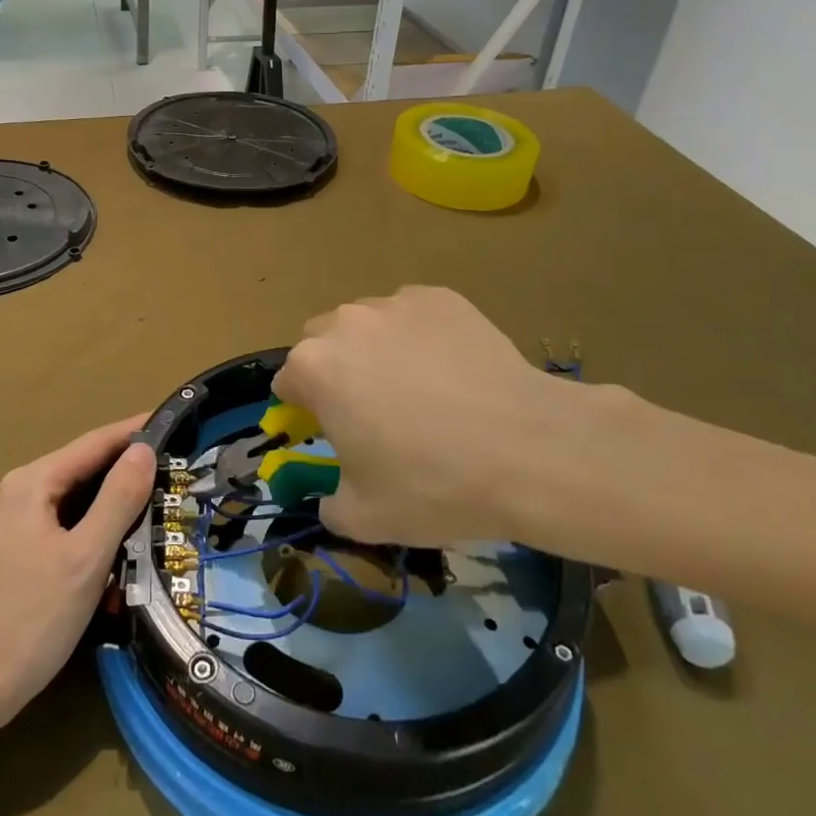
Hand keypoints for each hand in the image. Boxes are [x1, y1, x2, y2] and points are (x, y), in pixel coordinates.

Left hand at [0, 415, 153, 739]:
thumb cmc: (29, 621)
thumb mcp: (85, 558)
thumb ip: (118, 499)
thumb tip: (144, 449)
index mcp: (31, 483)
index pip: (94, 443)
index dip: (136, 432)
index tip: (175, 424)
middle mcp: (17, 492)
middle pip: (83, 469)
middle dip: (127, 469)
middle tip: (176, 469)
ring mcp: (10, 523)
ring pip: (74, 499)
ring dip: (112, 502)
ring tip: (158, 501)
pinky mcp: (12, 551)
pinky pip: (62, 524)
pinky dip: (92, 527)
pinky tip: (118, 543)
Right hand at [275, 287, 656, 560]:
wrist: (527, 449)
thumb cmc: (433, 484)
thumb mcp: (364, 517)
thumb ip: (329, 503)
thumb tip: (330, 494)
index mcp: (315, 368)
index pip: (288, 382)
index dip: (305, 411)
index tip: (332, 433)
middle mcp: (346, 323)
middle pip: (321, 342)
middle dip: (335, 370)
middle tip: (372, 410)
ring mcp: (396, 303)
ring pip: (367, 324)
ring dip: (375, 349)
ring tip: (419, 388)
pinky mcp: (440, 297)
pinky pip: (413, 315)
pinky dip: (419, 337)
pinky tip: (452, 371)